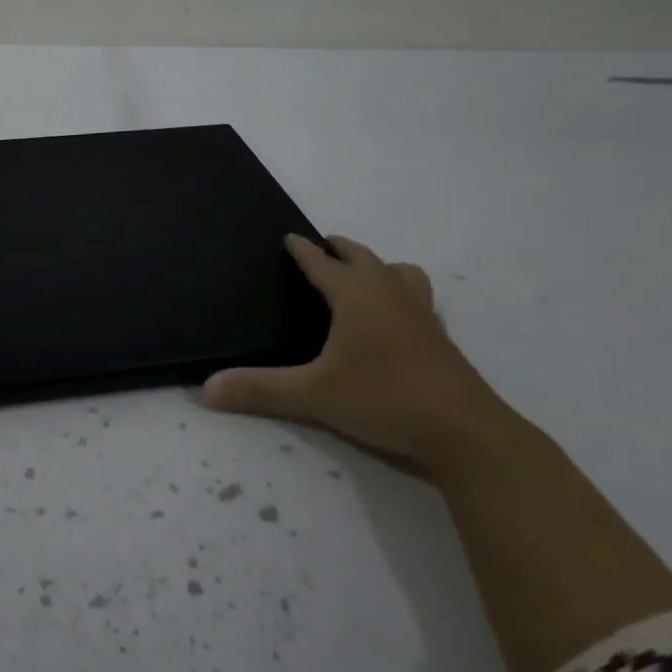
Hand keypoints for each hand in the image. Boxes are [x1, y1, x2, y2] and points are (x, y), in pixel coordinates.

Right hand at [201, 233, 516, 471]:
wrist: (466, 434)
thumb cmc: (385, 399)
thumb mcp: (314, 396)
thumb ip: (260, 390)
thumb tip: (205, 390)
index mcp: (356, 295)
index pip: (321, 262)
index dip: (302, 250)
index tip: (289, 237)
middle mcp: (389, 294)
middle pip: (363, 257)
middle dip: (340, 249)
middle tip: (323, 249)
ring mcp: (421, 315)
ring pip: (401, 273)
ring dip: (380, 267)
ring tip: (364, 279)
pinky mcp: (440, 339)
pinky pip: (417, 299)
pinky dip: (401, 295)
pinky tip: (394, 322)